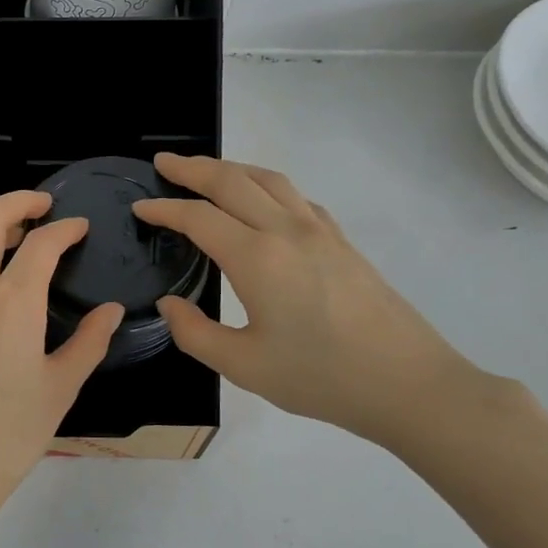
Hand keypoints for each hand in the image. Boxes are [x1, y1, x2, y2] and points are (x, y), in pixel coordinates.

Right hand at [134, 154, 493, 449]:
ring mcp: (320, 232)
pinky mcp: (342, 242)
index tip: (139, 207)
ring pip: (269, 180)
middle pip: (233, 182)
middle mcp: (287, 231)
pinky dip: (267, 186)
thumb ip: (194, 333)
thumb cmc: (320, 378)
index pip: (198, 218)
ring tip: (207, 171)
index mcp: (257, 258)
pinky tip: (262, 202)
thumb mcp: (243, 366)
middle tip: (163, 163)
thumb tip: (171, 304)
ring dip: (232, 168)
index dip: (164, 209)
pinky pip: (296, 197)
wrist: (408, 383)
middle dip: (193, 168)